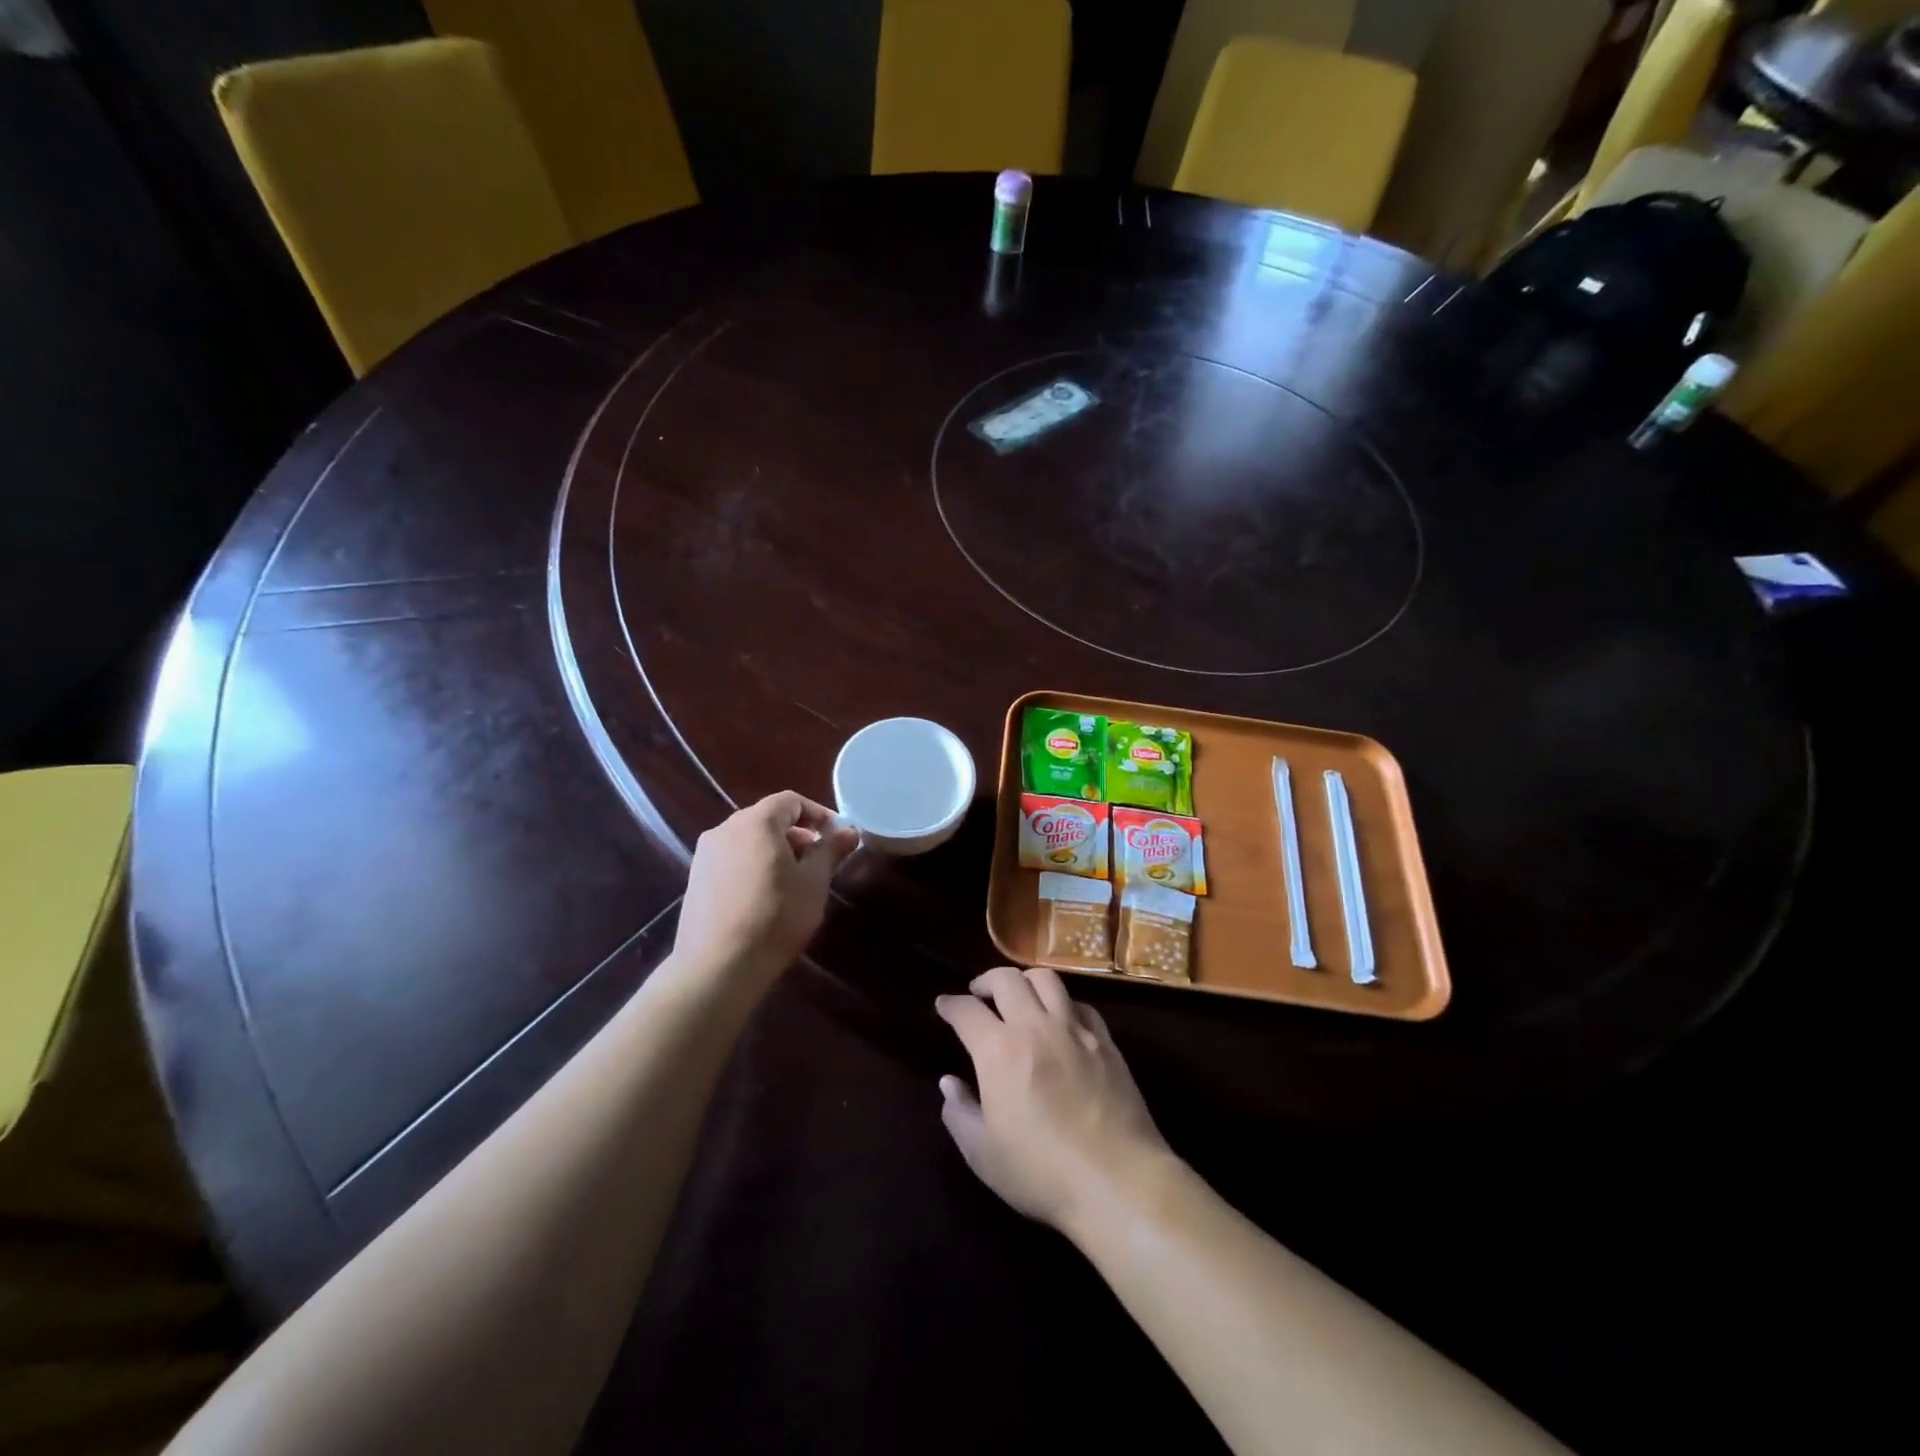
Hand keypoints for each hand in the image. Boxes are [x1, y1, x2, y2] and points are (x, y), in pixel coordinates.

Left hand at [673, 792, 859, 983]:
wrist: (717, 966)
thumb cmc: (775, 917)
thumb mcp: (813, 883)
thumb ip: (830, 850)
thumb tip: (849, 831)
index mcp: (755, 822)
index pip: (790, 801)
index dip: (818, 814)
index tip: (836, 837)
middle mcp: (725, 829)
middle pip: (768, 818)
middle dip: (798, 834)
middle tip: (819, 861)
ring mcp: (705, 854)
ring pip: (748, 840)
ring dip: (775, 851)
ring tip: (794, 882)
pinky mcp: (696, 879)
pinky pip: (732, 859)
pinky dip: (753, 866)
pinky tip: (765, 897)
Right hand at [935, 966, 1173, 1236]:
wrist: (1118, 1181)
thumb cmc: (1041, 1172)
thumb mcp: (984, 1154)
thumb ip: (960, 1112)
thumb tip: (949, 1082)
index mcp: (999, 1050)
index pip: (967, 1010)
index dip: (950, 1004)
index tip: (943, 1004)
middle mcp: (1035, 1026)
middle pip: (1007, 979)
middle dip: (986, 980)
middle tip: (978, 993)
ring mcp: (1074, 1029)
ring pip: (1046, 979)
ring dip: (1025, 980)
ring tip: (1019, 995)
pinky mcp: (1105, 1040)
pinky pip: (1079, 1004)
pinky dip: (1062, 1003)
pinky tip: (1060, 1019)